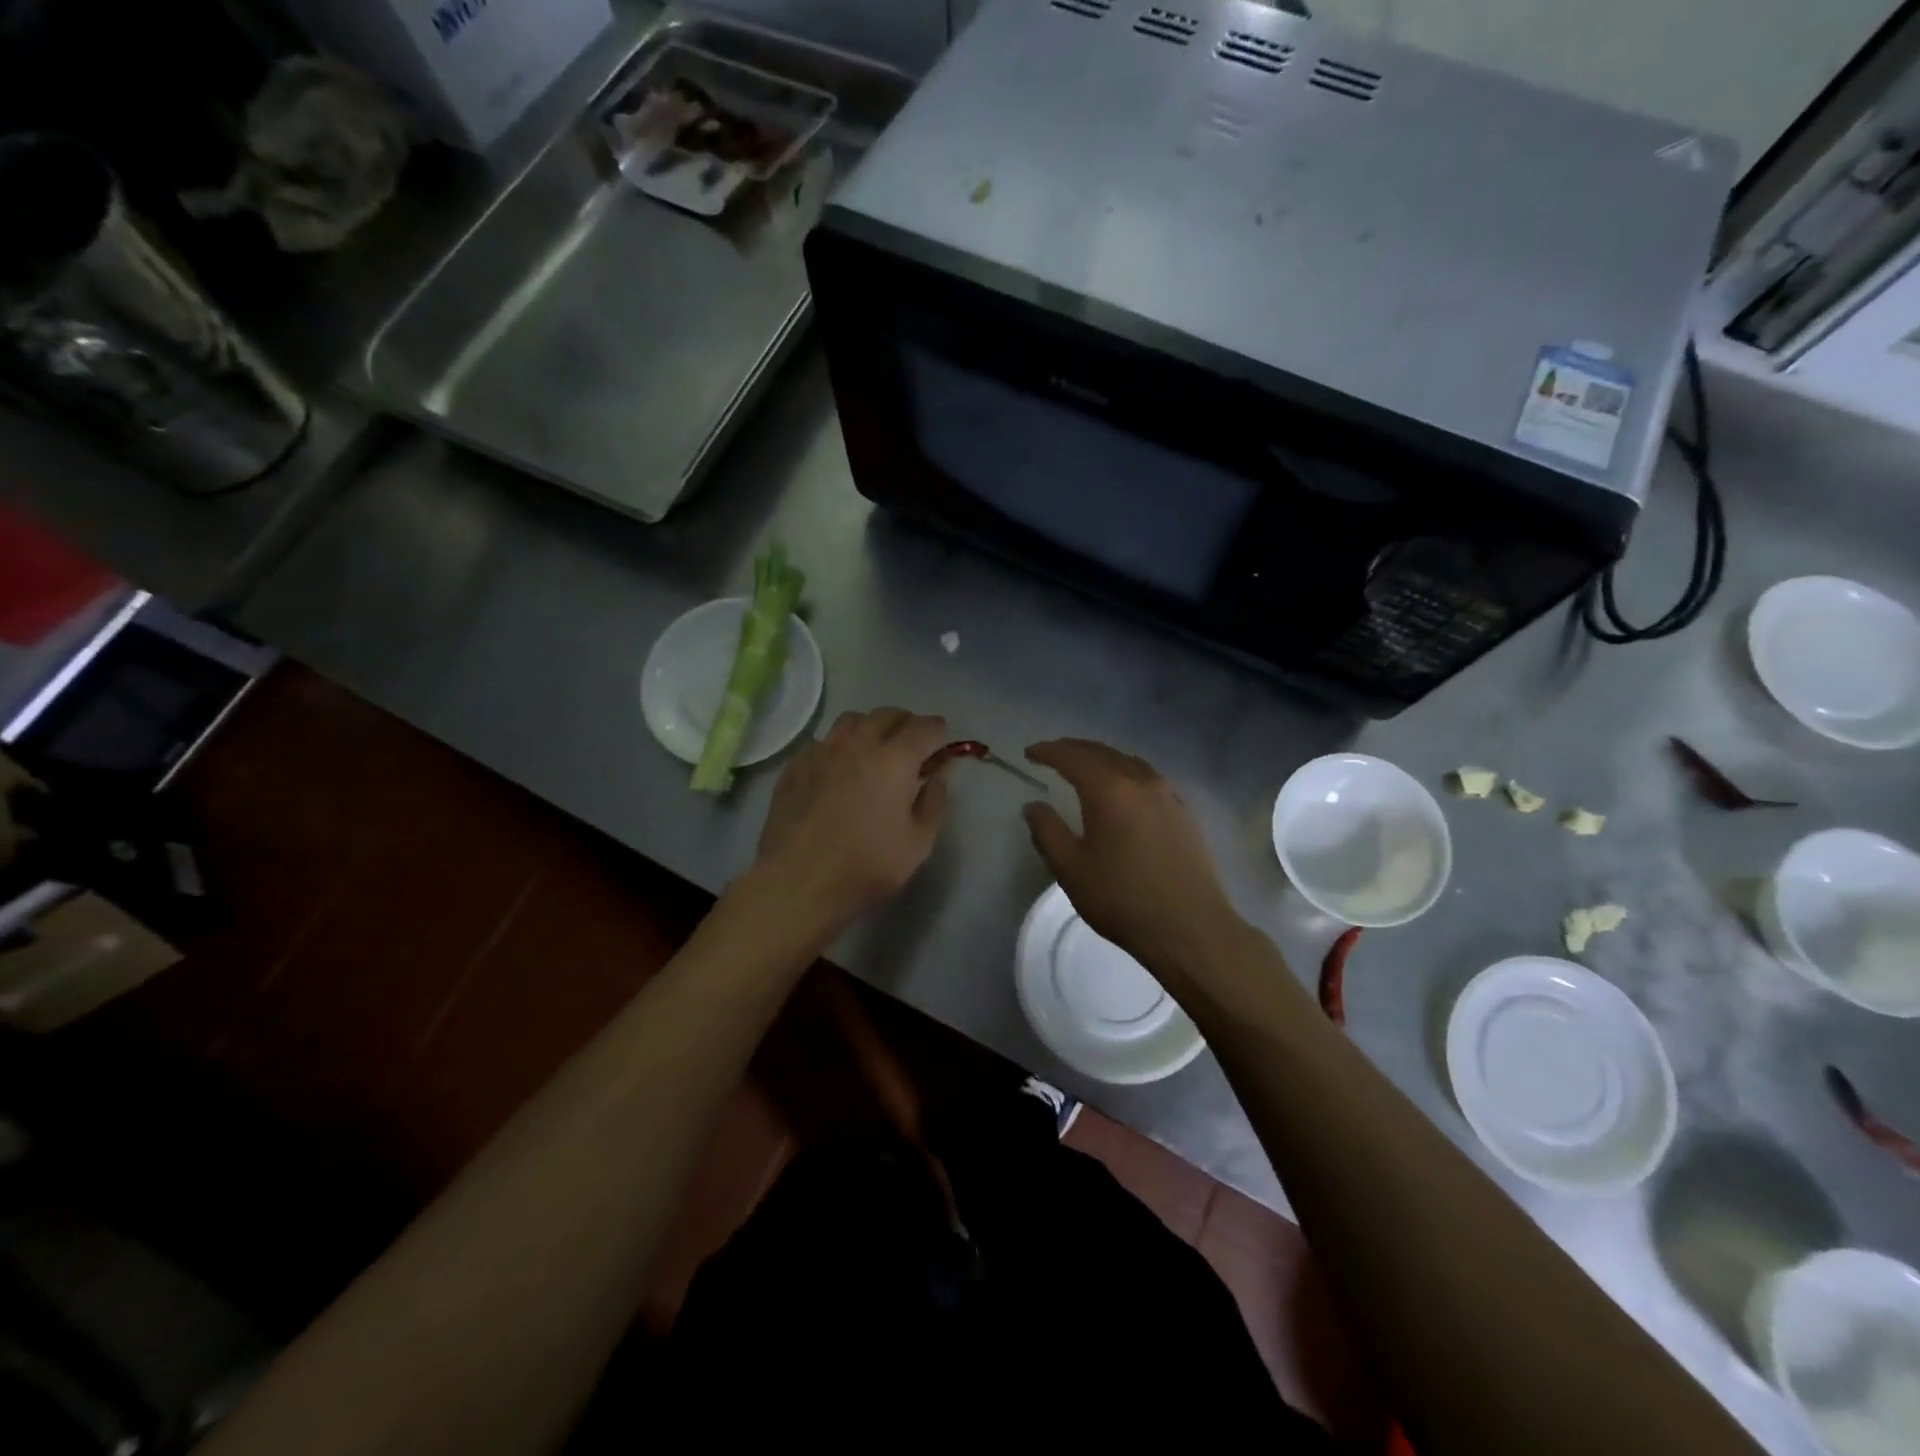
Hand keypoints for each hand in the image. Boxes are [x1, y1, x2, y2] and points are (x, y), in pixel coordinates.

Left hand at [754, 708, 951, 924]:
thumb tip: (938, 775)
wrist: (799, 881)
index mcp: (894, 759)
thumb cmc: (867, 865)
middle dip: (906, 723)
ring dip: (871, 727)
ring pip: (851, 720)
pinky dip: (839, 745)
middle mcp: (858, 744)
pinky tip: (839, 768)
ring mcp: (822, 751)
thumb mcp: (918, 843)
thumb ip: (934, 802)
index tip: (942, 742)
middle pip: (887, 714)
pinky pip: (823, 741)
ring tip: (875, 749)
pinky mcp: (796, 765)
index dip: (938, 731)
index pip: (924, 727)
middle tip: (912, 745)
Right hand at [1023, 739, 1244, 975]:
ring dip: (1101, 759)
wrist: (1190, 928)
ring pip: (1128, 762)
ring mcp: (1168, 795)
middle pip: (1102, 752)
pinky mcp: (1184, 812)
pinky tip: (1122, 791)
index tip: (1029, 753)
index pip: (1072, 757)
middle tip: (1052, 755)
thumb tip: (1034, 806)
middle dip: (1074, 749)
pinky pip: (1147, 778)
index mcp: (1109, 790)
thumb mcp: (1071, 869)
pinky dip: (1125, 773)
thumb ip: (1048, 832)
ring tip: (1084, 768)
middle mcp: (1141, 781)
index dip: (1048, 751)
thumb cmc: (1122, 899)